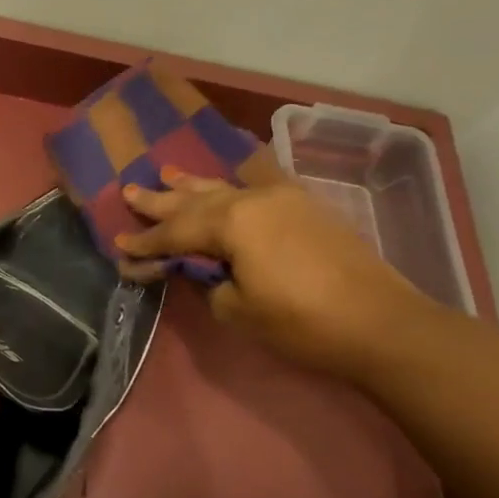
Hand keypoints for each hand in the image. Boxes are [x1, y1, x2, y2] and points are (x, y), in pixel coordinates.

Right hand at [116, 169, 428, 375]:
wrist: (379, 323)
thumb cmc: (300, 322)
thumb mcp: (237, 309)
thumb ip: (207, 282)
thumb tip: (198, 269)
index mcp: (232, 222)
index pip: (175, 233)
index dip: (145, 244)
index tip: (119, 249)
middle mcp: (254, 199)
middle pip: (196, 200)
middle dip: (161, 201)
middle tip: (129, 192)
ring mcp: (283, 199)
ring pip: (226, 188)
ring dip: (194, 185)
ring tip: (166, 173)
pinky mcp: (306, 209)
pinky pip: (259, 186)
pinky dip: (236, 183)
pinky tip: (230, 178)